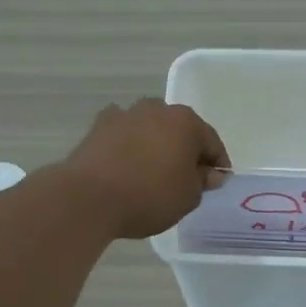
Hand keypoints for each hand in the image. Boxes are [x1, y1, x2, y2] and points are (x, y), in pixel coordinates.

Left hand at [56, 99, 228, 239]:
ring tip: (154, 173)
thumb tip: (209, 173)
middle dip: (185, 151)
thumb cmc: (149, 196)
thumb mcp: (188, 197)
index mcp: (186, 122)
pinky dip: (129, 147)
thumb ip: (202, 182)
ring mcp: (125, 114)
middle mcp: (157, 109)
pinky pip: (124, 136)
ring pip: (151, 130)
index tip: (216, 183)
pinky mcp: (98, 126)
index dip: (217, 164)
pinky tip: (127, 167)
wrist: (89, 197)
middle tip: (186, 179)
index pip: (211, 142)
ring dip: (156, 146)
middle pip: (180, 131)